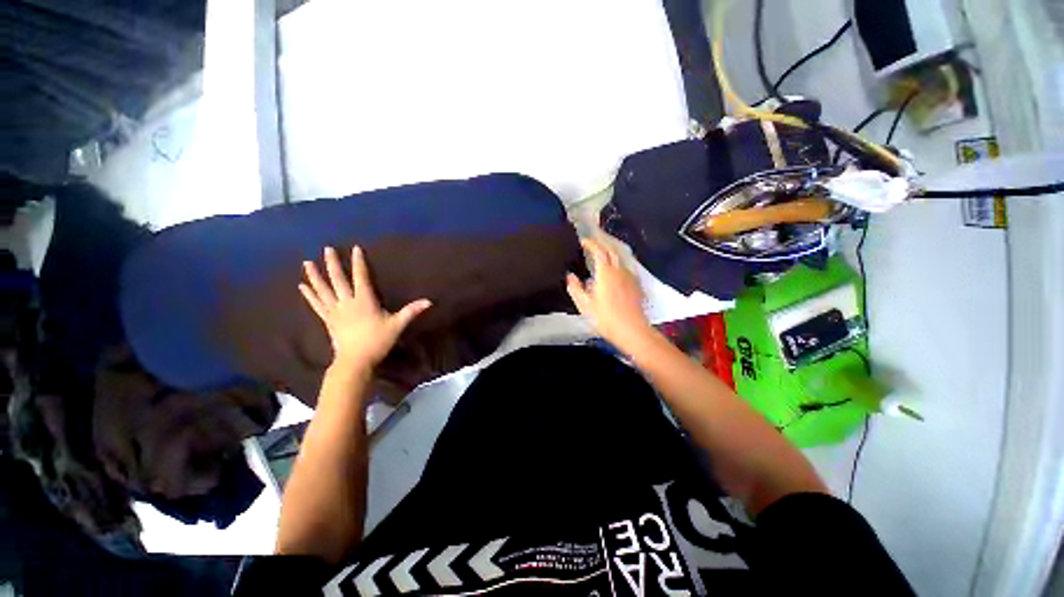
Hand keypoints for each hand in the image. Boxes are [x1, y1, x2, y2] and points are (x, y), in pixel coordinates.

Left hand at [299, 246, 431, 368]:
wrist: (355, 360)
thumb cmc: (377, 341)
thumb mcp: (397, 325)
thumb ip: (411, 311)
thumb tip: (429, 301)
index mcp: (364, 301)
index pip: (361, 278)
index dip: (359, 263)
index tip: (355, 248)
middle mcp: (347, 302)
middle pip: (338, 280)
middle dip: (333, 264)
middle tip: (326, 249)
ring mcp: (335, 311)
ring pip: (323, 290)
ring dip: (315, 276)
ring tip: (307, 263)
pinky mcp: (328, 320)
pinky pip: (317, 304)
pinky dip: (309, 295)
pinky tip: (302, 286)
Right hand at [566, 238, 654, 349]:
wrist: (632, 330)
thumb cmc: (605, 318)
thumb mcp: (584, 305)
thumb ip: (575, 288)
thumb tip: (570, 275)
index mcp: (606, 272)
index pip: (599, 250)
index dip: (591, 243)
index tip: (583, 242)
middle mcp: (619, 270)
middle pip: (612, 251)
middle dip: (601, 245)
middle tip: (591, 247)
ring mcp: (630, 277)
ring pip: (620, 259)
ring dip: (610, 254)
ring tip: (601, 258)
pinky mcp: (636, 285)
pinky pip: (626, 269)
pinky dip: (617, 265)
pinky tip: (614, 274)